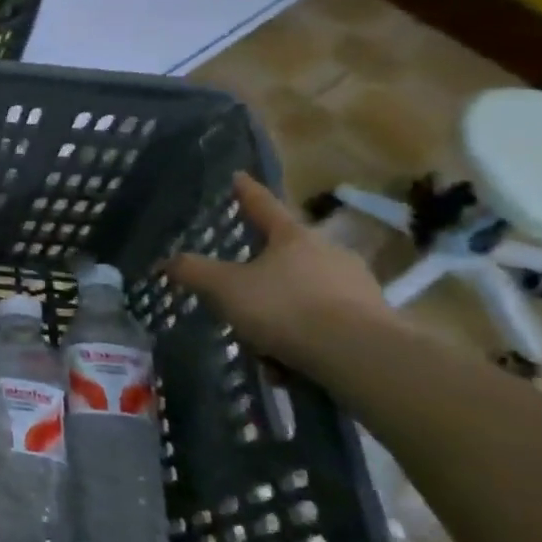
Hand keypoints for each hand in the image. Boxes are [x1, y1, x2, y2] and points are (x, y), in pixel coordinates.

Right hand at [168, 173, 394, 366]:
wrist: (361, 356)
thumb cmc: (287, 308)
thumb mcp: (227, 290)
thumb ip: (195, 272)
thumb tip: (166, 261)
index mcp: (293, 237)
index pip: (263, 205)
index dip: (247, 191)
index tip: (238, 176)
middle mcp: (329, 252)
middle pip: (288, 252)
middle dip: (265, 270)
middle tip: (242, 291)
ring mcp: (357, 286)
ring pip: (307, 291)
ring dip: (284, 312)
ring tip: (264, 345)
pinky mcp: (375, 321)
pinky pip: (327, 323)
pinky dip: (305, 337)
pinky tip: (290, 365)